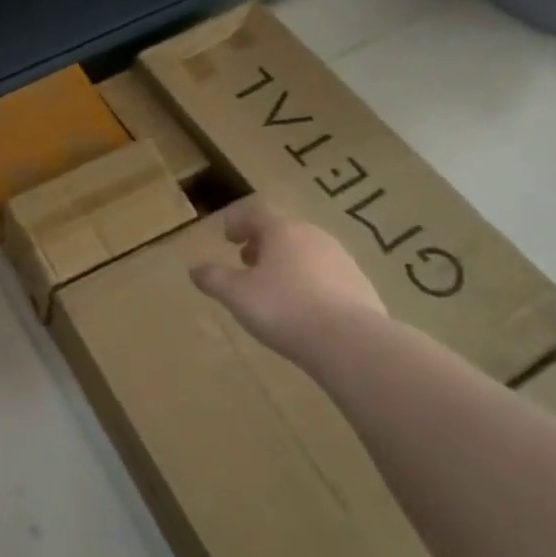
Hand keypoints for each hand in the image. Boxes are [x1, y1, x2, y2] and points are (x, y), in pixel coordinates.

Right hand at [189, 200, 384, 373]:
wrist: (350, 341)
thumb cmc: (284, 309)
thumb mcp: (236, 295)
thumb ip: (213, 278)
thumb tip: (194, 269)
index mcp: (282, 231)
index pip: (255, 215)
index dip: (238, 223)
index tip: (228, 236)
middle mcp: (314, 236)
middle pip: (283, 232)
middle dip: (263, 244)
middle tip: (247, 262)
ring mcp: (342, 259)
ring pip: (307, 252)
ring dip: (287, 262)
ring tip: (274, 286)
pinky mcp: (360, 284)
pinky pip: (327, 275)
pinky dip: (310, 282)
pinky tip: (305, 307)